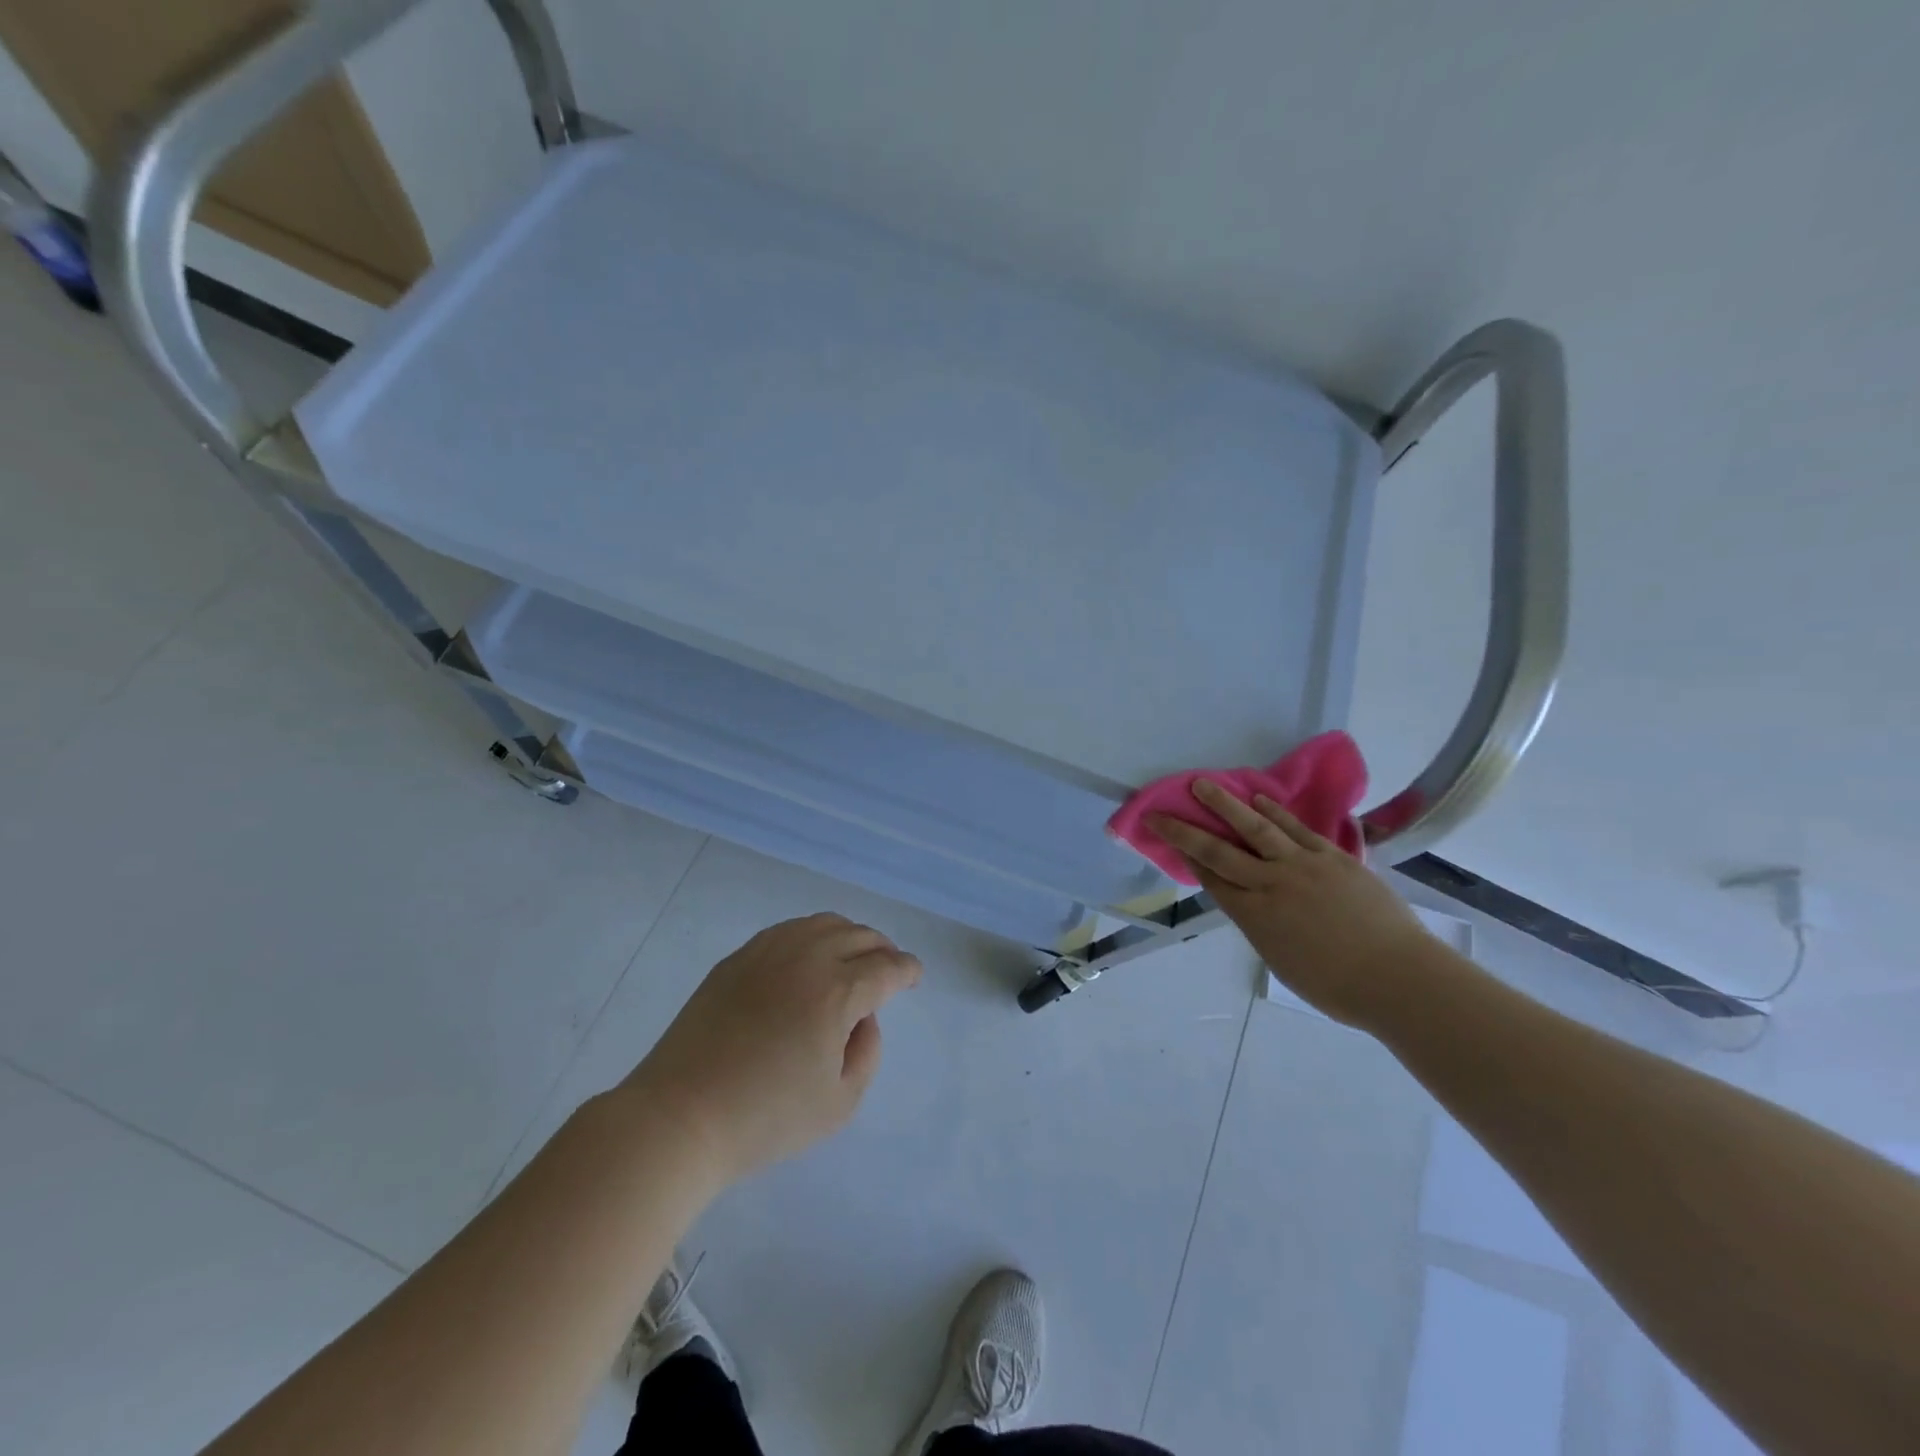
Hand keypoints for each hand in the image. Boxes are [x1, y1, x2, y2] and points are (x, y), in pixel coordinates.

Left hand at [625, 914, 921, 1184]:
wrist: (680, 1117)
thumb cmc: (765, 1120)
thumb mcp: (839, 1104)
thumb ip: (867, 1052)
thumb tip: (865, 1017)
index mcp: (836, 993)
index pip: (886, 968)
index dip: (907, 970)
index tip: (914, 977)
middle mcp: (806, 959)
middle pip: (859, 935)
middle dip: (883, 949)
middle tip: (889, 968)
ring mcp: (767, 952)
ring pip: (823, 923)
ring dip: (849, 935)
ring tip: (854, 956)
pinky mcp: (738, 958)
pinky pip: (787, 930)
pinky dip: (811, 935)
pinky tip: (810, 956)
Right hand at [1149, 781, 1437, 1026]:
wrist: (1398, 977)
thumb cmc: (1338, 987)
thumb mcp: (1281, 961)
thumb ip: (1261, 927)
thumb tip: (1252, 905)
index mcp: (1254, 916)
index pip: (1210, 878)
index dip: (1185, 855)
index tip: (1166, 835)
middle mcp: (1269, 884)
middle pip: (1218, 851)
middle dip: (1184, 830)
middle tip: (1160, 811)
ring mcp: (1302, 865)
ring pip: (1254, 828)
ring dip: (1225, 804)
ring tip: (1202, 784)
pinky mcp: (1332, 857)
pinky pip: (1295, 829)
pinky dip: (1274, 812)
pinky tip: (1258, 799)